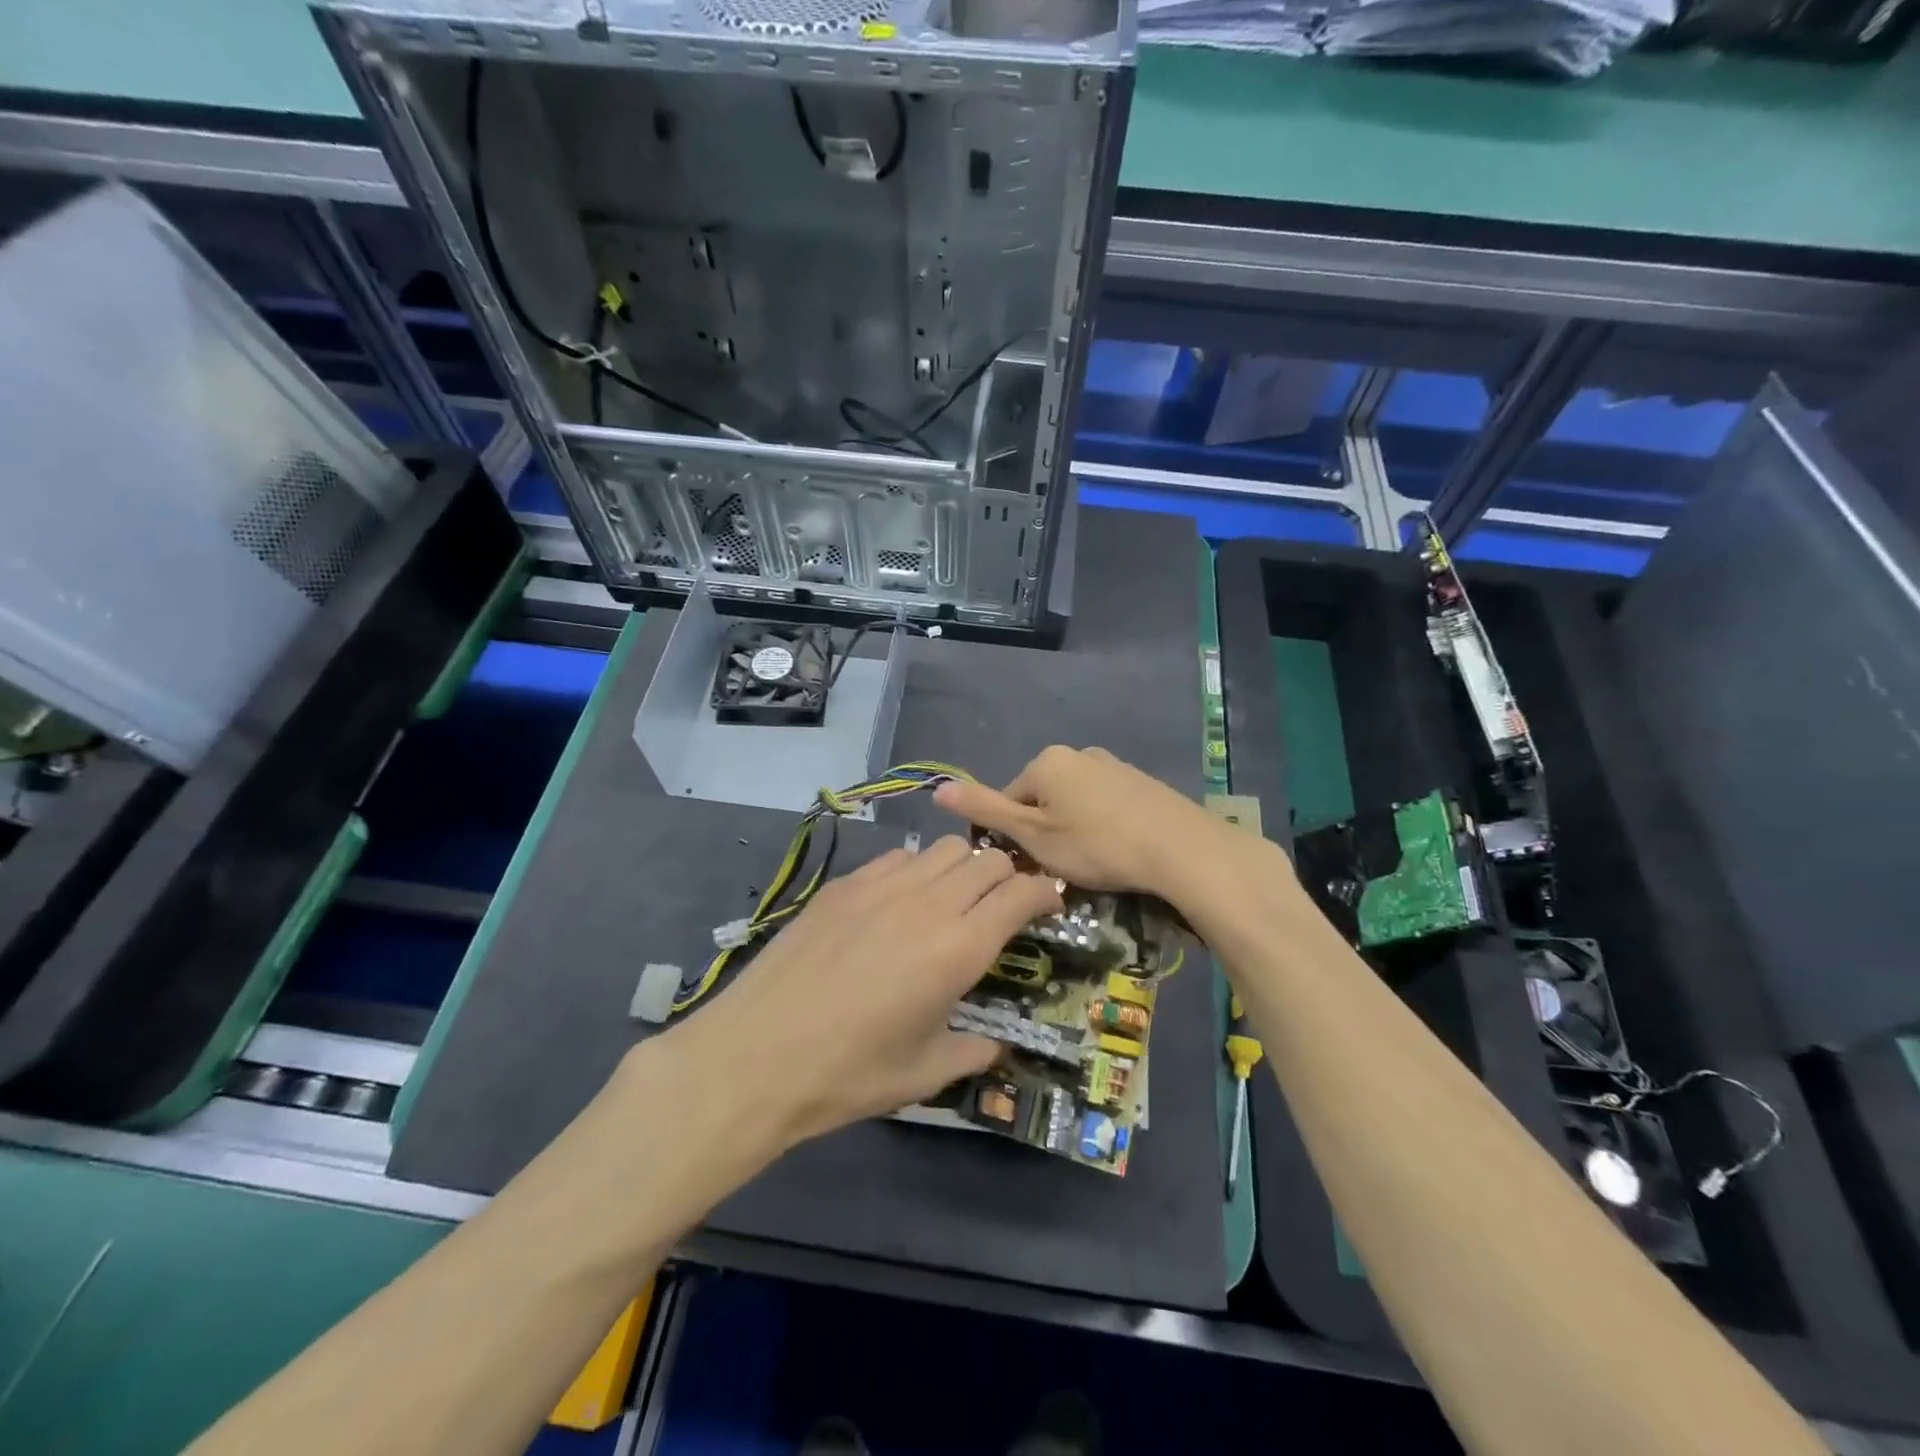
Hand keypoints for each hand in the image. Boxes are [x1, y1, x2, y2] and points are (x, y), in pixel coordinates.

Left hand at [667, 837, 1062, 1146]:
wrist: (757, 1055)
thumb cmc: (849, 1073)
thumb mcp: (925, 1074)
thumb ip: (973, 1053)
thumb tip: (997, 1046)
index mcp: (959, 949)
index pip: (1020, 893)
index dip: (1044, 893)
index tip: (1049, 905)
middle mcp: (928, 903)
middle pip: (987, 859)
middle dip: (1008, 875)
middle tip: (1003, 905)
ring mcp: (882, 886)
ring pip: (944, 848)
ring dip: (963, 867)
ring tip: (952, 899)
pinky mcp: (845, 884)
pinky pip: (898, 857)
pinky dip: (916, 869)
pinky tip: (900, 902)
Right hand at [933, 746, 1218, 896]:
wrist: (1179, 848)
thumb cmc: (1095, 844)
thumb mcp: (1032, 834)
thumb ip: (985, 810)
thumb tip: (937, 787)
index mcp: (1045, 761)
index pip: (1008, 800)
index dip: (1012, 837)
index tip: (1030, 865)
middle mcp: (1076, 753)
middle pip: (1040, 799)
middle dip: (1043, 833)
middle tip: (1060, 869)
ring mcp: (1112, 764)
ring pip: (1073, 803)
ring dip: (1071, 830)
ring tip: (1091, 864)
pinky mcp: (1139, 781)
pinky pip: (1103, 804)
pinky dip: (1101, 826)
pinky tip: (1116, 851)